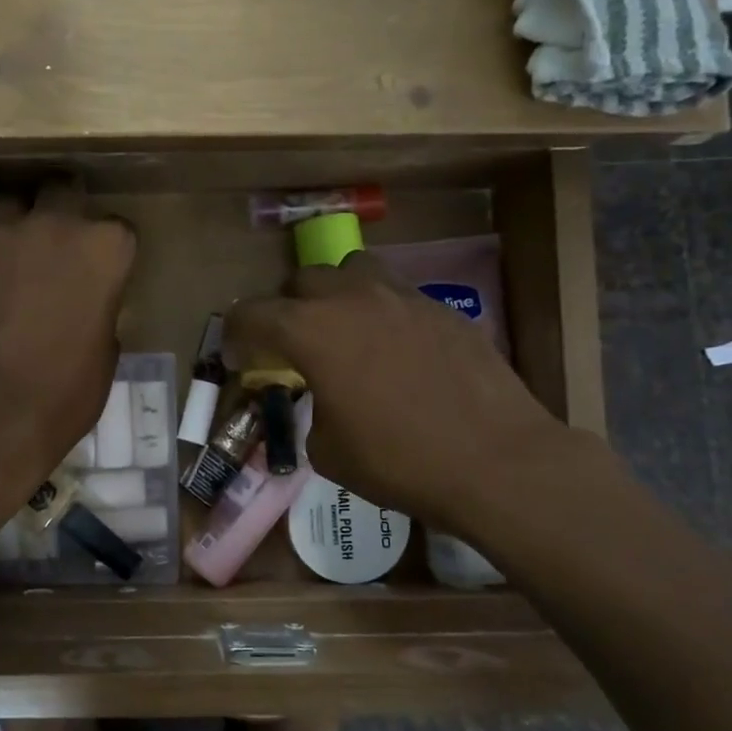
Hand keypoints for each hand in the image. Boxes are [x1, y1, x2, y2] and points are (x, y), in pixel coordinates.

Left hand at [0, 183, 135, 487]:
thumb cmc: (67, 391)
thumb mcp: (108, 350)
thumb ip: (102, 305)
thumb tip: (89, 299)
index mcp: (105, 248)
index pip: (117, 228)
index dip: (109, 250)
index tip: (102, 271)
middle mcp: (55, 224)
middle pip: (62, 191)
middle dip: (63, 211)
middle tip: (57, 247)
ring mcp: (1, 231)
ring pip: (11, 203)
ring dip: (17, 223)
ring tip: (13, 257)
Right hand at [226, 255, 575, 526]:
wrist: (495, 461)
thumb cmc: (397, 461)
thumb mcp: (328, 450)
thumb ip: (311, 411)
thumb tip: (322, 402)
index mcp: (312, 331)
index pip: (253, 313)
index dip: (236, 332)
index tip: (237, 354)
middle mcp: (353, 299)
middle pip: (303, 279)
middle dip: (288, 307)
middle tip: (294, 343)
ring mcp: (403, 297)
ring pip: (354, 269)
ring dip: (338, 293)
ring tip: (346, 329)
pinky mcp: (443, 309)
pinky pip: (398, 294)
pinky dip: (383, 312)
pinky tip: (398, 350)